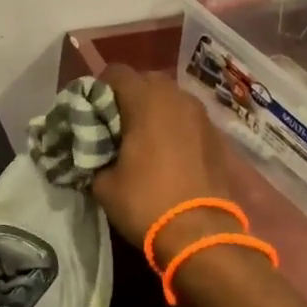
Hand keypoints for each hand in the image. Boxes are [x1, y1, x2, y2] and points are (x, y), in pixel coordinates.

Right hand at [92, 63, 241, 260]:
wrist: (200, 234)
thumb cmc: (146, 202)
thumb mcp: (103, 183)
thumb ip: (93, 155)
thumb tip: (92, 151)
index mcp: (146, 100)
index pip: (115, 72)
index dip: (97, 90)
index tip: (90, 115)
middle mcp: (176, 97)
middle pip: (145, 81)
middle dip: (127, 98)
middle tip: (113, 127)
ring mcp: (201, 115)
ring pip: (169, 99)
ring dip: (152, 112)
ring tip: (140, 141)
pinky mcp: (216, 136)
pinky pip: (186, 119)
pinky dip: (172, 128)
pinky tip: (164, 155)